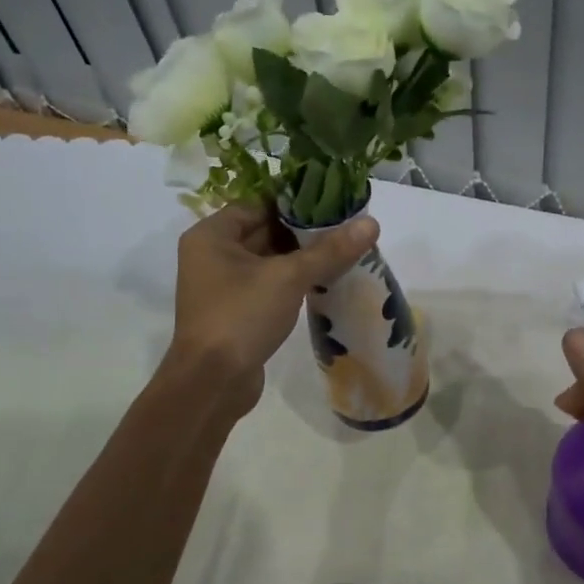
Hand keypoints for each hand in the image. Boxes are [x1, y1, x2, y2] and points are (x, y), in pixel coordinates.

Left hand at [168, 202, 377, 413]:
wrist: (213, 383)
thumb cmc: (241, 317)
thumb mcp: (288, 278)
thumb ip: (329, 250)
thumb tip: (371, 223)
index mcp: (212, 235)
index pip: (258, 203)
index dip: (295, 201)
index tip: (333, 201)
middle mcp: (212, 255)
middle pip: (264, 230)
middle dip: (304, 230)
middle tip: (347, 225)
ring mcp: (224, 285)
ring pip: (269, 259)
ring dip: (303, 257)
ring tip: (345, 249)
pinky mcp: (237, 311)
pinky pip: (269, 284)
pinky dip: (294, 280)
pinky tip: (327, 279)